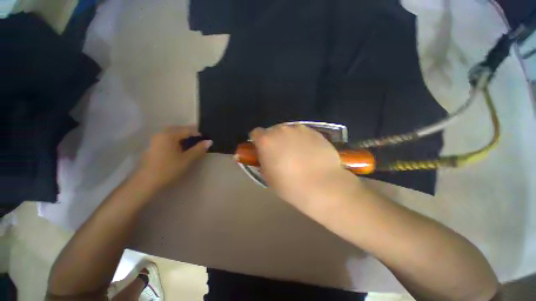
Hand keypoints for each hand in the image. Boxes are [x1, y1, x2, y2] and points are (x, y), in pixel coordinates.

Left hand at [136, 126, 211, 192]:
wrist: (146, 183)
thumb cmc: (168, 169)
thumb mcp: (187, 159)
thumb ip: (199, 149)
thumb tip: (209, 141)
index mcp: (169, 135)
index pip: (187, 130)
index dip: (198, 133)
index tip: (207, 138)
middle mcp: (161, 134)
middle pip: (179, 129)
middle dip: (190, 133)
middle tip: (200, 139)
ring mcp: (155, 140)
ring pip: (172, 134)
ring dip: (183, 136)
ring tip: (192, 143)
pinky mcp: (153, 146)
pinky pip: (167, 139)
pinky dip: (176, 140)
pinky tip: (181, 148)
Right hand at [250, 124, 355, 210]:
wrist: (321, 185)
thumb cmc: (290, 185)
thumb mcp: (268, 176)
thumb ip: (264, 161)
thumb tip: (266, 155)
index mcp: (266, 140)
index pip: (256, 133)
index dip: (258, 142)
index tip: (263, 150)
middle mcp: (281, 130)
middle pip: (273, 131)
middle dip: (275, 140)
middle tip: (282, 154)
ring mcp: (299, 129)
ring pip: (289, 131)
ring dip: (289, 139)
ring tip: (298, 154)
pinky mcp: (314, 131)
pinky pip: (303, 134)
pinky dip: (303, 140)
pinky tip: (310, 153)